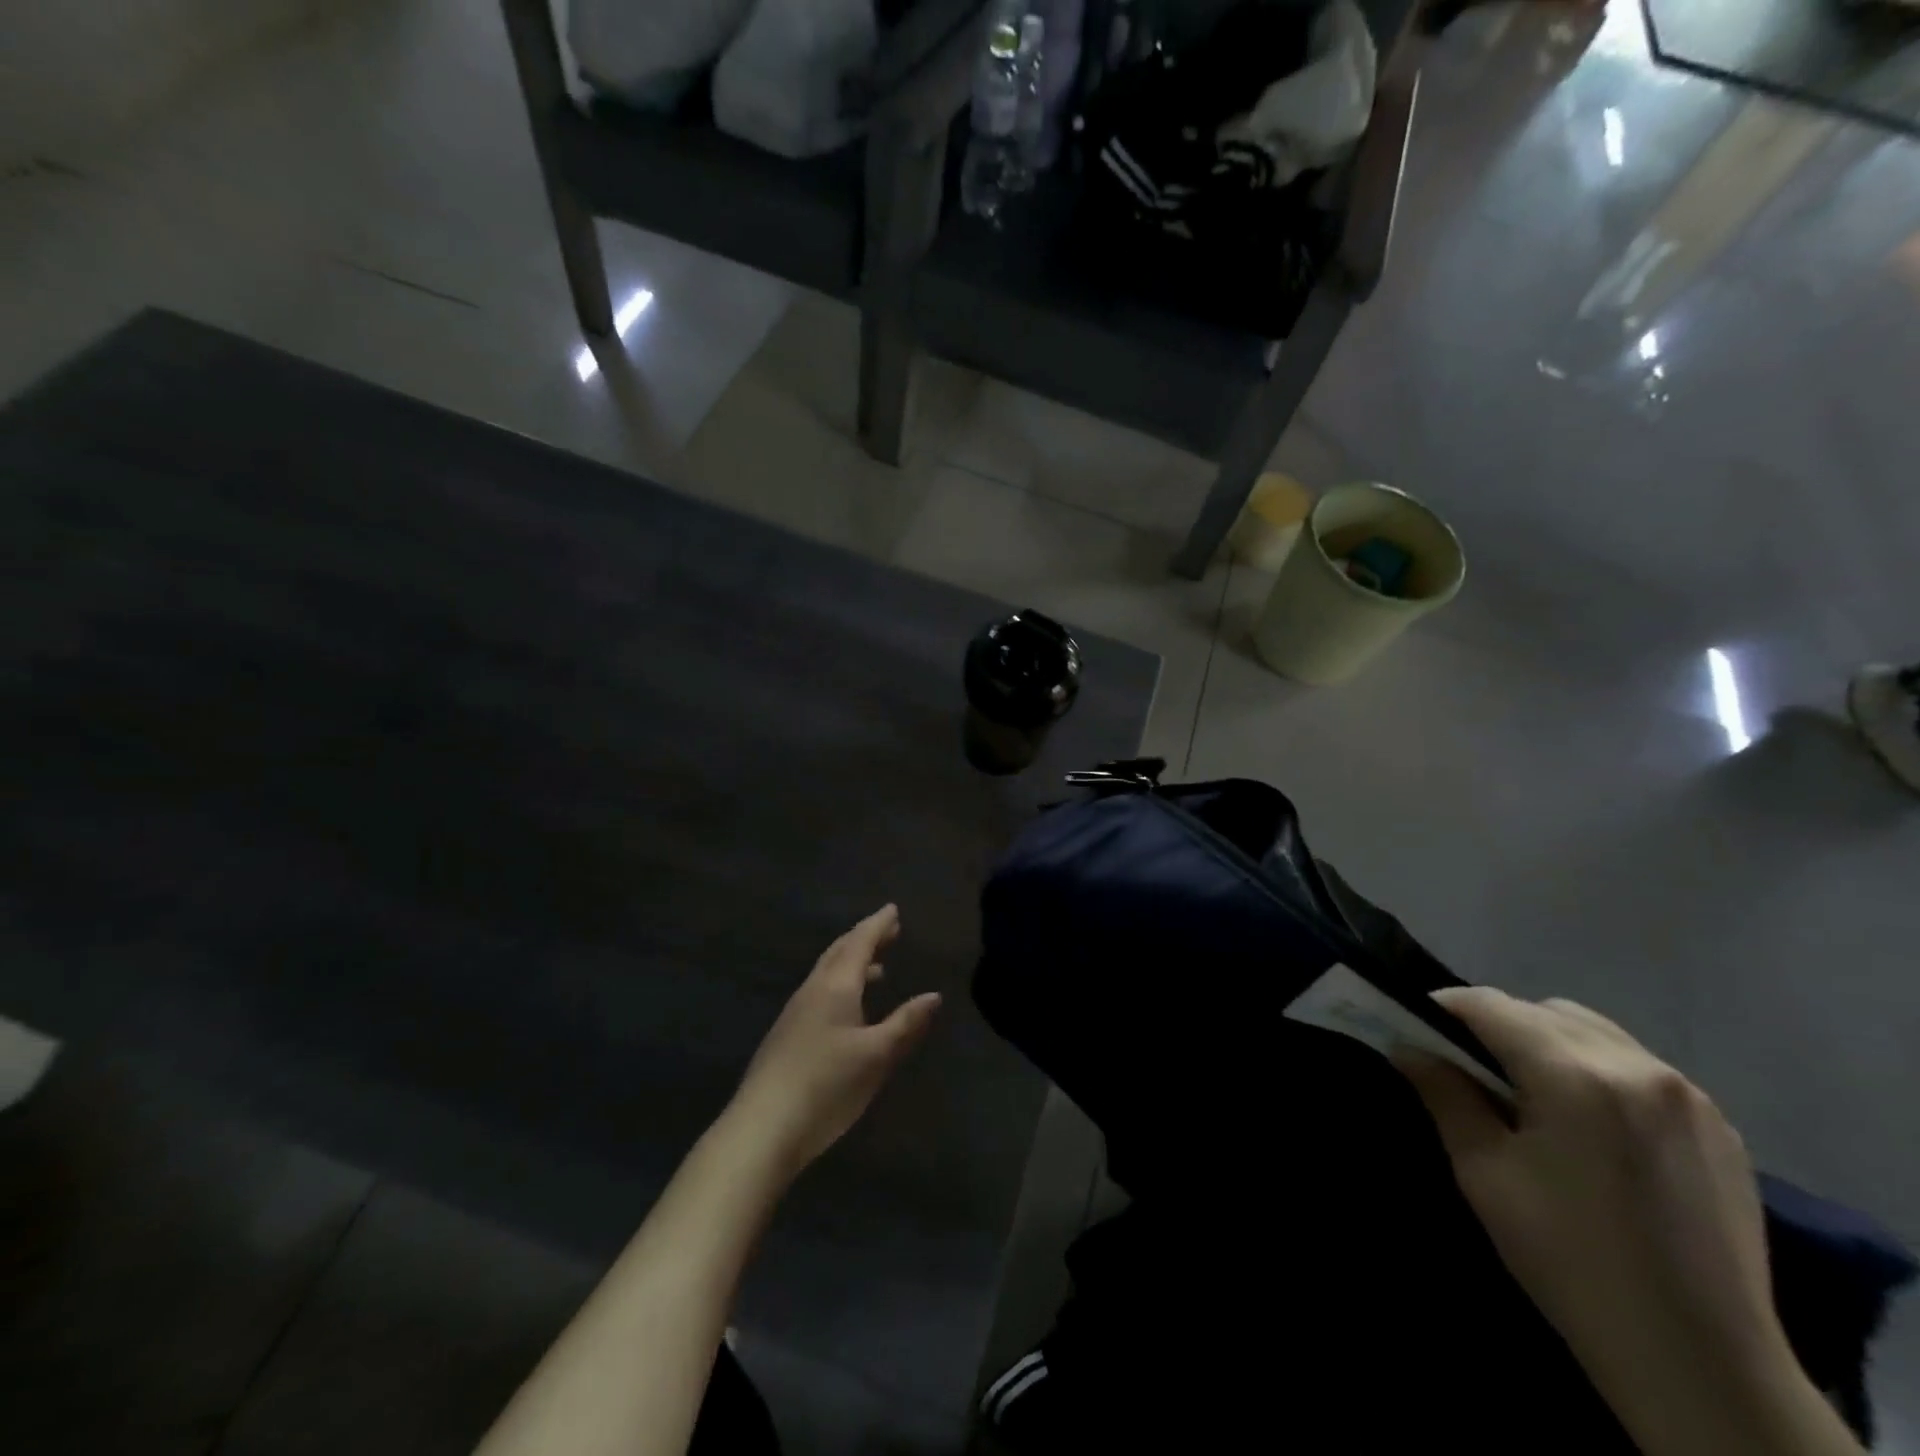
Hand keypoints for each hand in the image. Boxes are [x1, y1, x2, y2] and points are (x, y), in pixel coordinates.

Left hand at [727, 905, 941, 1179]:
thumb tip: (933, 995)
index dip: (878, 925)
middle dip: (865, 938)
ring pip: (827, 973)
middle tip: (889, 931)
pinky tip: (848, 1010)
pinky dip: (840, 985)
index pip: (859, 942)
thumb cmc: (827, 1085)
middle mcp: (813, 990)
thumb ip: (905, 1024)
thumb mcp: (876, 1056)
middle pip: (839, 952)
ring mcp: (795, 1013)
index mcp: (835, 986)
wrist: (762, 1127)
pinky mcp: (786, 1035)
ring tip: (877, 969)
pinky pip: (819, 992)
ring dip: (852, 963)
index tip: (893, 910)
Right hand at [1399, 988, 1858, 1455]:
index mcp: (1575, 1076)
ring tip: (1532, 1093)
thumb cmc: (1570, 1259)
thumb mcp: (1483, 1173)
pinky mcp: (1720, 1126)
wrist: (1699, 1361)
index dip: (1445, 1009)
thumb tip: (1408, 1047)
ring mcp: (1688, 1095)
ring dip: (1549, 1042)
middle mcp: (1637, 1067)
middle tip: (1470, 1067)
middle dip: (1497, 1025)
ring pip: (1593, 1031)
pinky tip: (1590, 1122)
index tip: (1418, 1029)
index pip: (1491, 1006)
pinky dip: (1598, 1069)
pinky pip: (1638, 1066)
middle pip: (1543, 1010)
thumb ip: (1444, 1094)